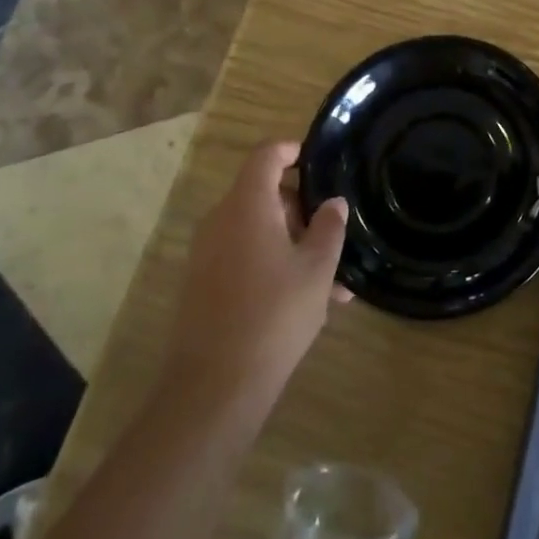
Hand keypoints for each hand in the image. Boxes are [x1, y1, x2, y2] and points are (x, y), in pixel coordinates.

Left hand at [161, 142, 350, 410]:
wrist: (214, 388)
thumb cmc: (274, 315)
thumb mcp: (317, 269)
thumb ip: (329, 228)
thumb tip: (333, 203)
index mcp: (247, 205)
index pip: (267, 155)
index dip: (293, 150)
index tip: (320, 161)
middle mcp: (221, 221)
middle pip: (264, 194)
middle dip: (302, 209)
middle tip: (335, 233)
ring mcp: (207, 255)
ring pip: (258, 231)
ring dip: (294, 244)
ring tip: (334, 281)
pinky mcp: (203, 285)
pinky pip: (244, 257)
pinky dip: (274, 265)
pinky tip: (309, 302)